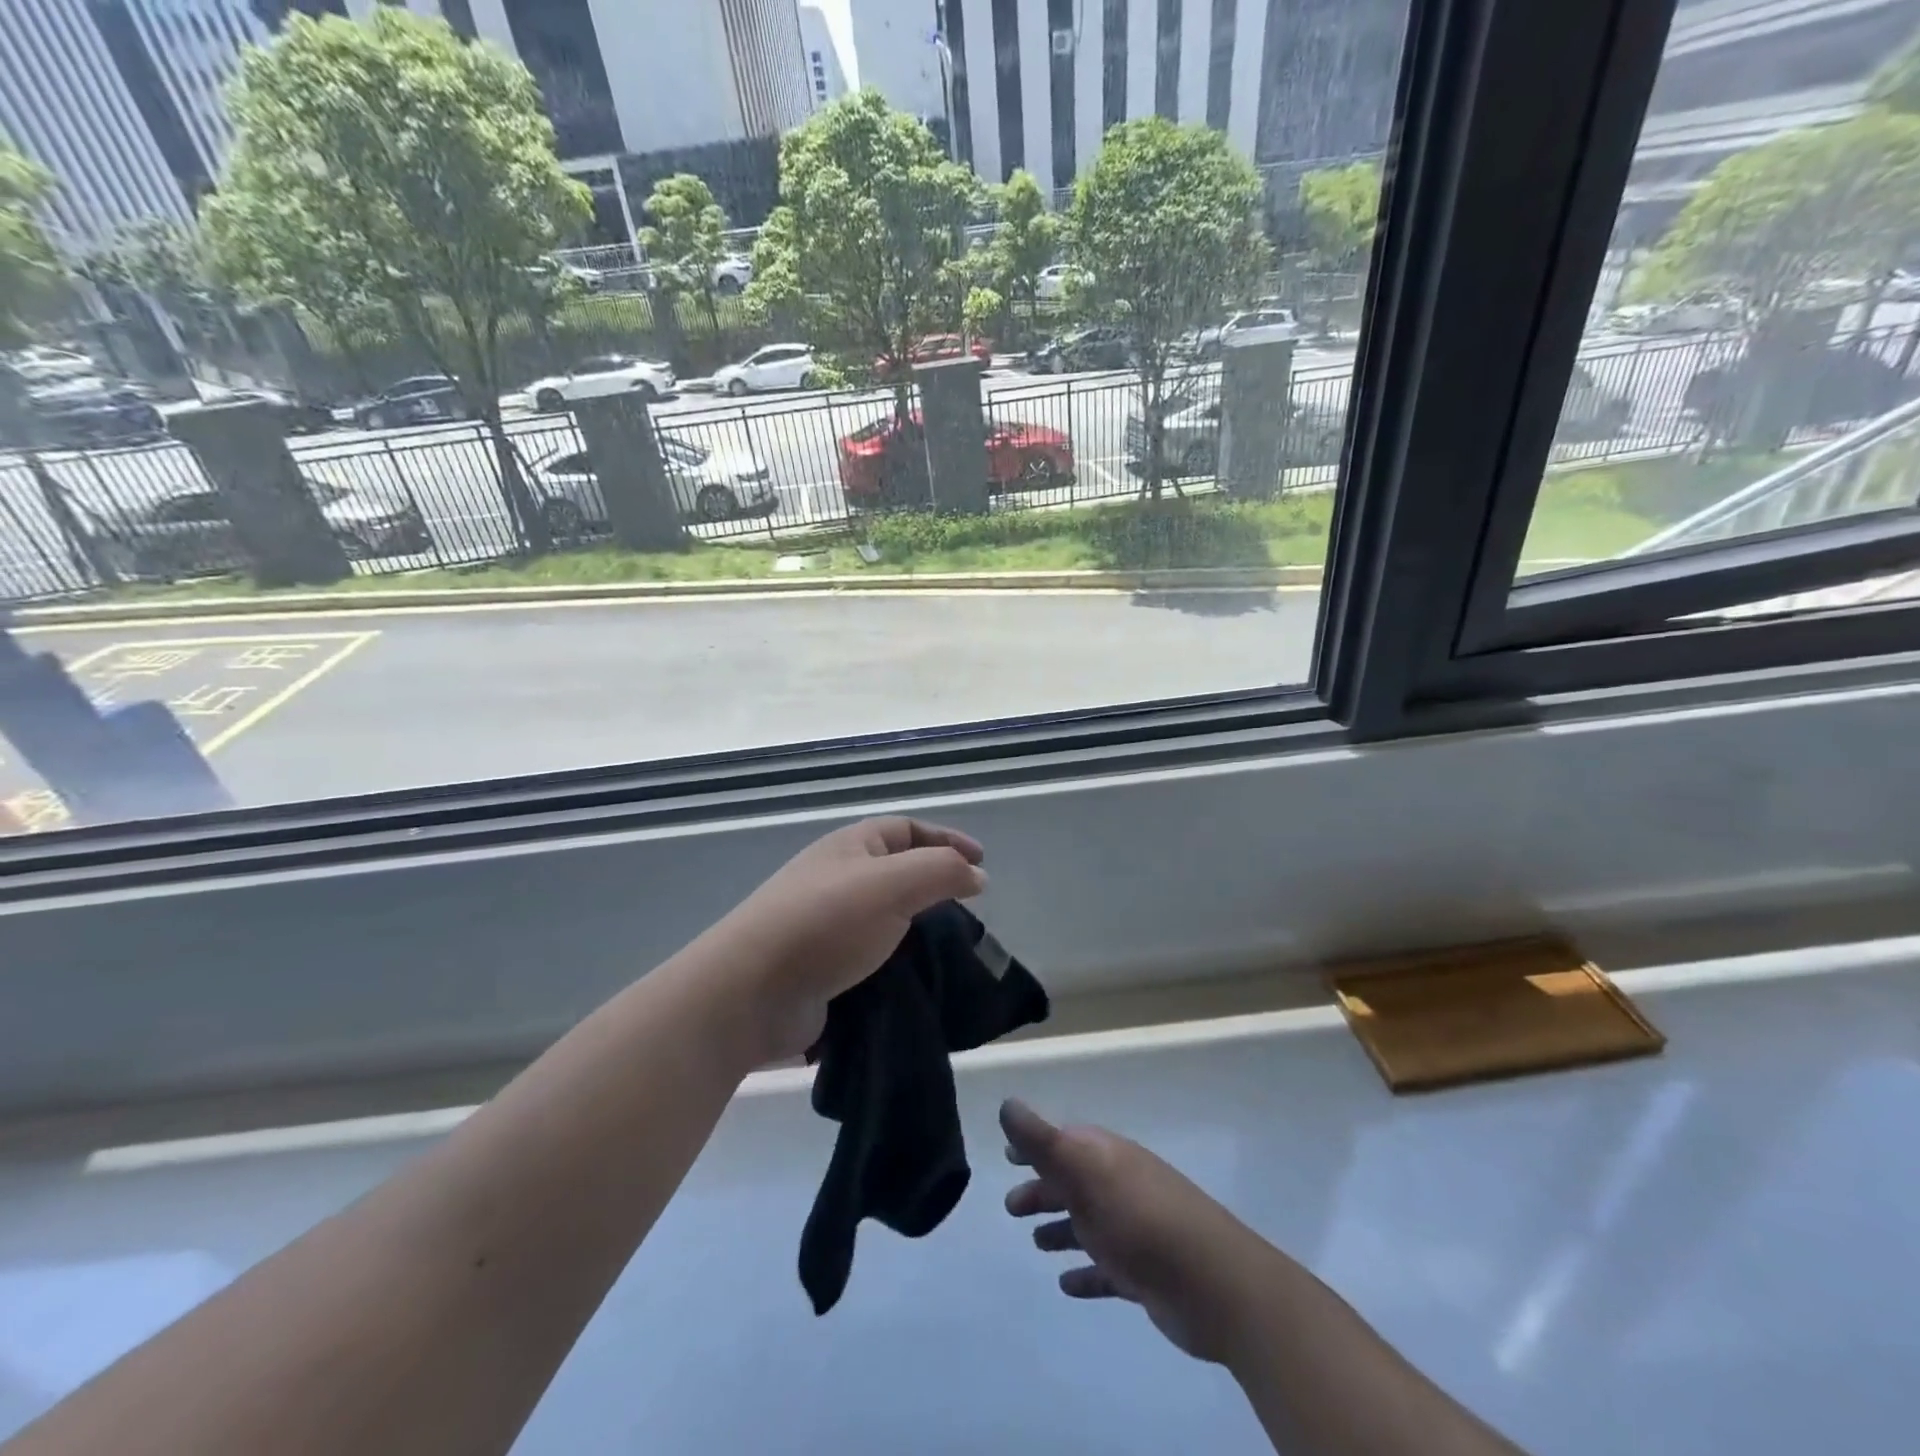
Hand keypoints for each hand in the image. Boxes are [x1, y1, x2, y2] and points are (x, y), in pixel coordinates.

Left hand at [711, 817, 986, 1062]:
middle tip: (967, 912)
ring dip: (916, 931)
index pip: (906, 829)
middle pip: (895, 872)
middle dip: (933, 887)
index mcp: (850, 847)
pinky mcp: (820, 968)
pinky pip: (869, 958)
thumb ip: (942, 872)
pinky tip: (915, 982)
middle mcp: (835, 879)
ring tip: (948, 953)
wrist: (750, 991)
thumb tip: (976, 876)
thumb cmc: (825, 923)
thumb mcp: (893, 884)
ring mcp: (824, 925)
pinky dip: (896, 965)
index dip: (946, 839)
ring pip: (884, 919)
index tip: (981, 865)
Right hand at [1001, 1099, 1278, 1364]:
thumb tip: (1007, 1105)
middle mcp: (1119, 1186)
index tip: (1008, 1156)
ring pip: (1088, 1224)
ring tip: (1036, 1242)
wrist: (1214, 1284)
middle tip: (1010, 1207)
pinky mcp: (1144, 1274)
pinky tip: (1066, 1285)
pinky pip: (1105, 1270)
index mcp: (1106, 1157)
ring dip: (1061, 1229)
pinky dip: (1085, 1273)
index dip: (1035, 1146)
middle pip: (1073, 1182)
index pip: (1064, 1141)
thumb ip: (1043, 1141)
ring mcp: (1134, 1230)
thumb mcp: (1085, 1172)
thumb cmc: (1141, 1219)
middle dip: (1042, 1189)